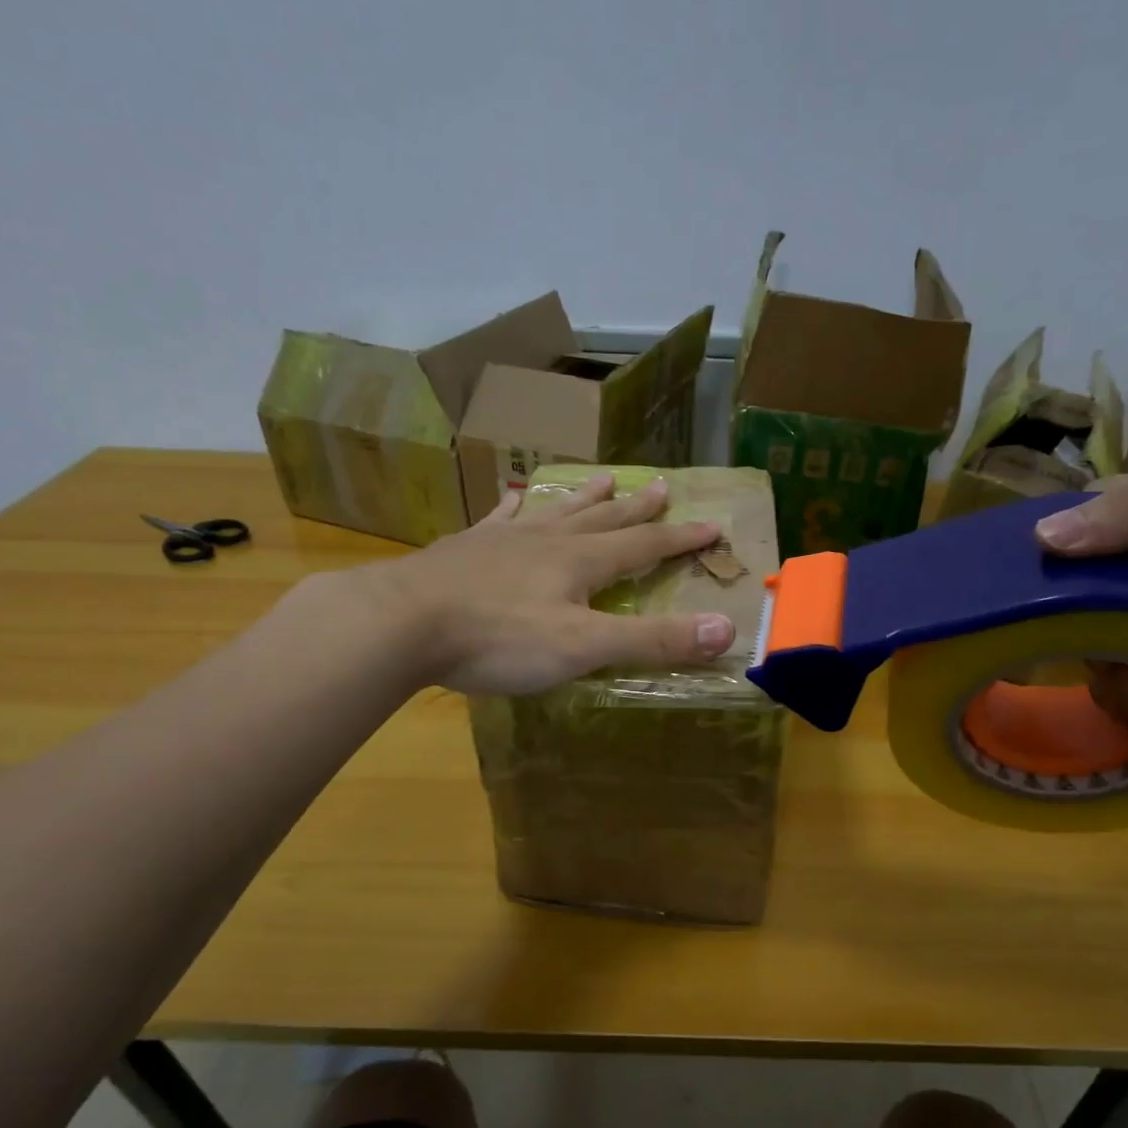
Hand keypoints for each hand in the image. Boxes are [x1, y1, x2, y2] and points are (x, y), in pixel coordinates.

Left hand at [364, 473, 735, 695]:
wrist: (401, 622)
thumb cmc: (498, 639)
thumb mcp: (584, 647)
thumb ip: (653, 640)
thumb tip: (726, 630)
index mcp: (581, 562)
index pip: (644, 546)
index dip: (680, 539)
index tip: (712, 525)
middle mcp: (548, 541)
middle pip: (604, 520)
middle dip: (637, 509)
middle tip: (662, 487)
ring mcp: (503, 540)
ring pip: (556, 511)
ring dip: (584, 499)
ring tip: (604, 480)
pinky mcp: (466, 548)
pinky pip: (500, 519)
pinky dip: (516, 507)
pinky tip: (516, 498)